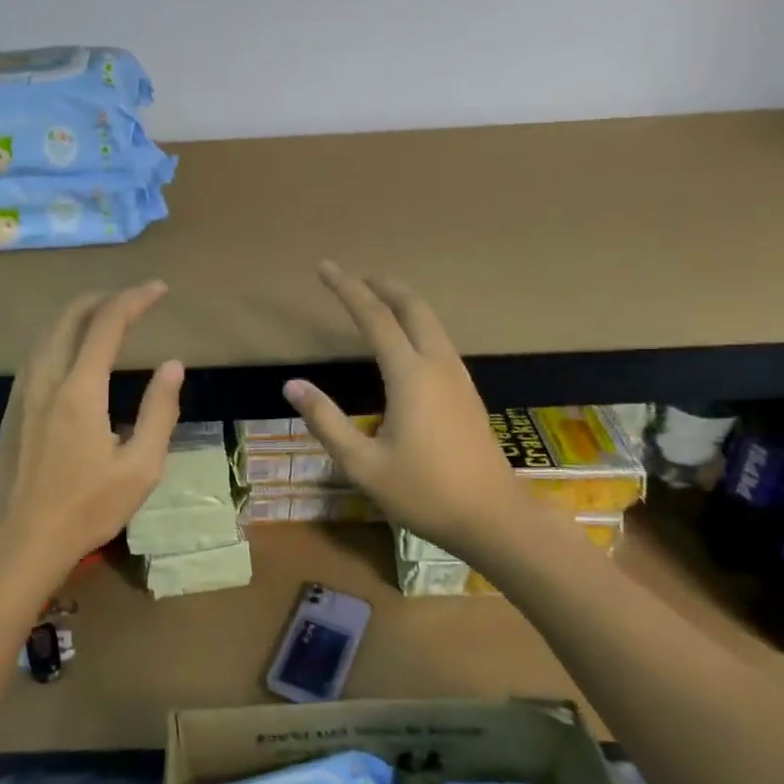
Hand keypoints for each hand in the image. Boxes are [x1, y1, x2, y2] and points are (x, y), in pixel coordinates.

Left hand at [0, 281, 183, 595]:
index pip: (107, 324)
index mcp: (81, 391)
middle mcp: (47, 379)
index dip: (135, 299)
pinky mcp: (13, 406)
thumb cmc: (88, 508)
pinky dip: (60, 335)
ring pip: (48, 332)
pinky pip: (37, 352)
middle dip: (104, 298)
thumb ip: (159, 411)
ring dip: (78, 314)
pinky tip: (73, 349)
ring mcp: (24, 391)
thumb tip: (173, 365)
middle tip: (133, 299)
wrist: (24, 538)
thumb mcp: (140, 467)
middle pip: (70, 317)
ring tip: (106, 316)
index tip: (159, 290)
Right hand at [283, 262, 518, 563]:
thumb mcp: (362, 464)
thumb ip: (326, 421)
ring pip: (431, 322)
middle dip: (383, 286)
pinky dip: (417, 325)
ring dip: (403, 303)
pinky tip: (406, 342)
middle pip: (412, 308)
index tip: (325, 267)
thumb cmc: (423, 492)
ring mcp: (458, 378)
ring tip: (378, 299)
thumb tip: (292, 385)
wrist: (492, 516)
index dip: (347, 289)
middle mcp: (437, 365)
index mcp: (410, 375)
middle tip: (356, 276)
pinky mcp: (466, 393)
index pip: (374, 317)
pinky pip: (439, 341)